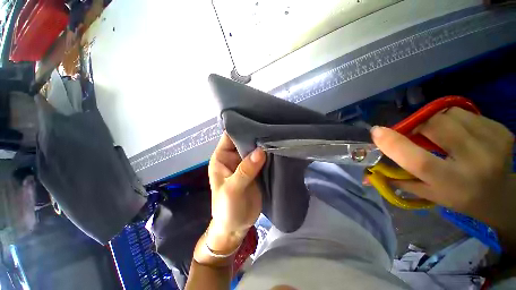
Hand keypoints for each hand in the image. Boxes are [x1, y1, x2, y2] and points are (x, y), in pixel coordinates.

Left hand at [206, 132, 265, 252]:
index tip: (256, 120)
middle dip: (255, 134)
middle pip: (244, 141)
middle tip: (271, 125)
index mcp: (222, 158)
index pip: (229, 136)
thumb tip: (261, 151)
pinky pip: (262, 159)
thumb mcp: (232, 189)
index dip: (240, 128)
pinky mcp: (256, 170)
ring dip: (263, 144)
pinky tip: (277, 146)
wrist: (236, 227)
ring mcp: (246, 164)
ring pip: (254, 149)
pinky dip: (268, 154)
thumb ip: (245, 170)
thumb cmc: (227, 209)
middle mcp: (233, 158)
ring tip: (277, 133)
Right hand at [371, 108, 514, 230]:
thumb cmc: (460, 197)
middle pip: (435, 126)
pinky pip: (465, 113)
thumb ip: (399, 179)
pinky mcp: (501, 130)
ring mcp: (493, 143)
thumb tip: (369, 172)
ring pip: (449, 114)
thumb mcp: (428, 194)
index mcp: (452, 183)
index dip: (393, 144)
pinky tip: (462, 133)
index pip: (418, 161)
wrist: (502, 196)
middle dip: (419, 127)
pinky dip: (455, 119)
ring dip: (437, 121)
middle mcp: (475, 162)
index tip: (376, 132)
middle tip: (418, 135)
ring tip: (443, 135)